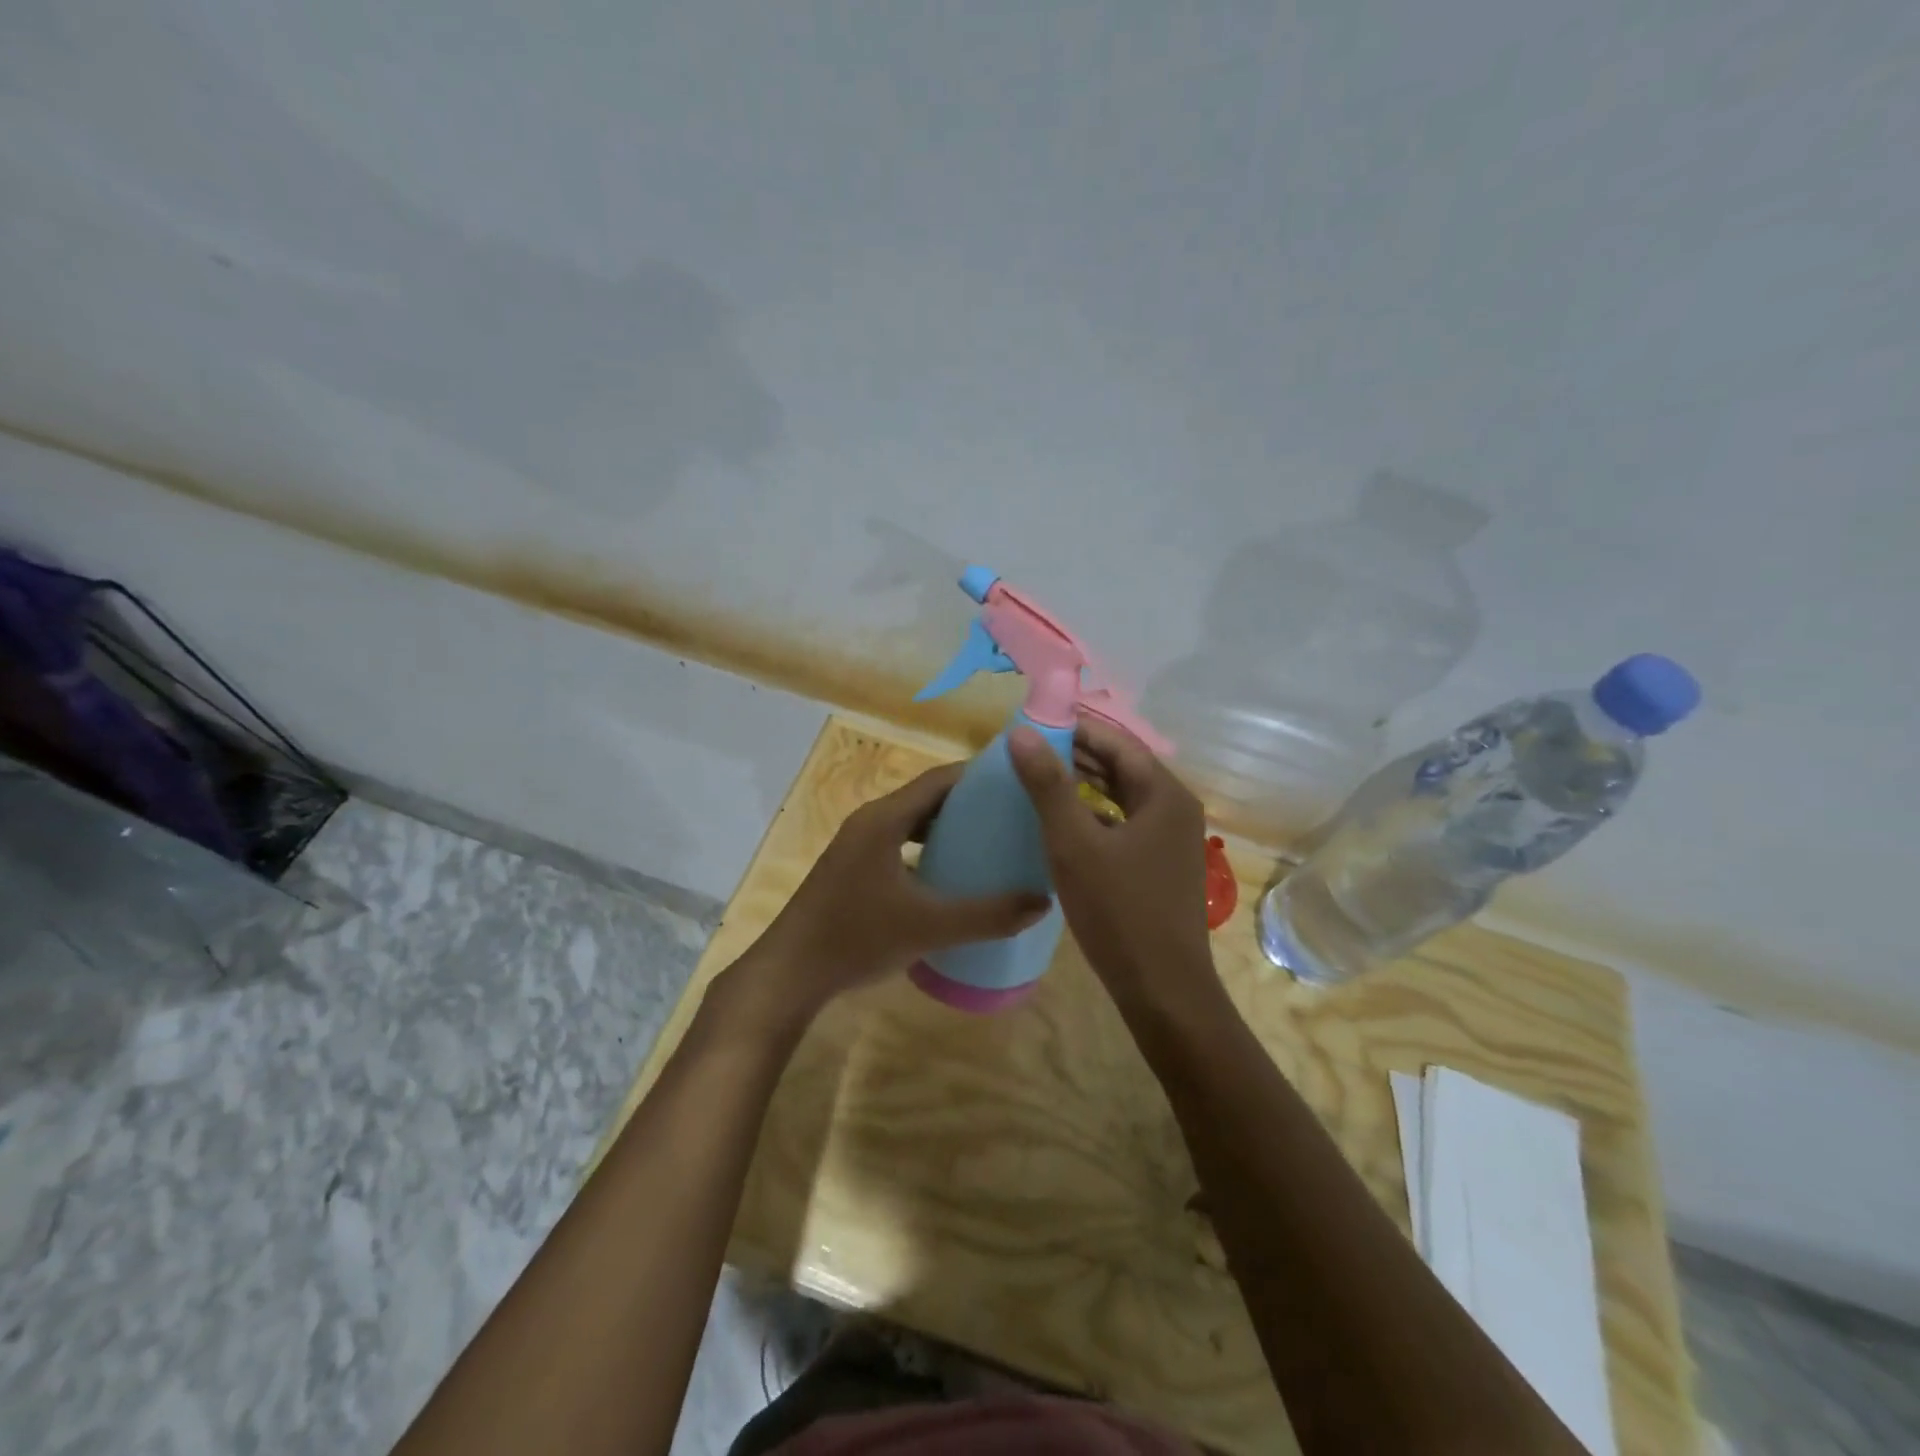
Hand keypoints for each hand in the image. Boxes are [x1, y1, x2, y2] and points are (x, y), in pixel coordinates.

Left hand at [721, 762, 1050, 1033]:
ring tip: (989, 841)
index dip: (978, 775)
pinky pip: (899, 843)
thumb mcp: (929, 927)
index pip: (939, 779)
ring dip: (946, 826)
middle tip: (1012, 814)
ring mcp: (857, 845)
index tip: (1017, 781)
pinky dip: (927, 848)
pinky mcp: (852, 868)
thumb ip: (987, 915)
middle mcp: (870, 821)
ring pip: (911, 822)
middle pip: (926, 797)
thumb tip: (1041, 902)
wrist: (791, 973)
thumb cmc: (857, 938)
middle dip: (969, 802)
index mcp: (884, 819)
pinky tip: (950, 875)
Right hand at [1008, 718, 1214, 1004]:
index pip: (1117, 742)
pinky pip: (1123, 824)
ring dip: (1084, 785)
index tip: (1034, 723)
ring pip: (1122, 797)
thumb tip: (1020, 733)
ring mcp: (1170, 839)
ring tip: (1037, 777)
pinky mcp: (1159, 865)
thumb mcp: (1074, 844)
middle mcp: (1174, 809)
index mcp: (1164, 794)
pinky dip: (1094, 815)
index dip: (1076, 728)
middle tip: (1028, 750)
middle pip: (1122, 767)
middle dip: (1077, 755)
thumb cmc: (1119, 911)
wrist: (1162, 989)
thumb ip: (1048, 786)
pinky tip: (1062, 822)